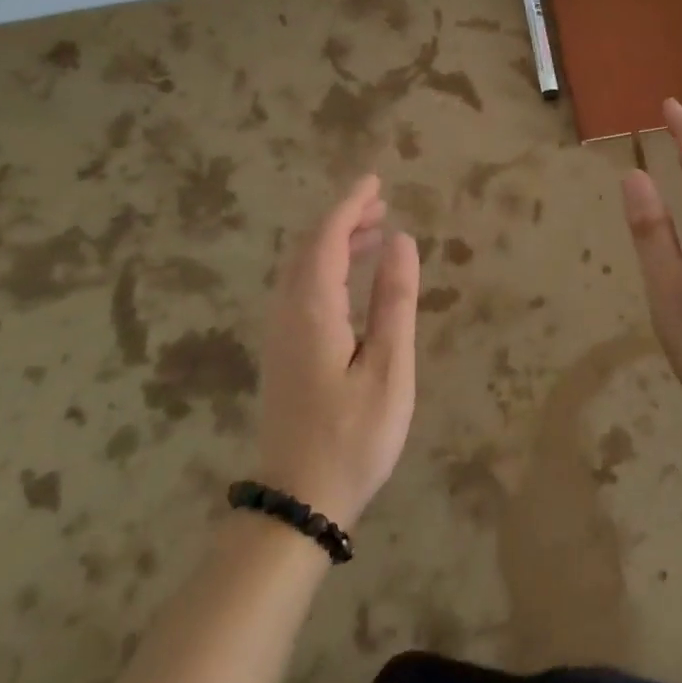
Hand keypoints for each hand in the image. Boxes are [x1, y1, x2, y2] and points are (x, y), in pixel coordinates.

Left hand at [255, 175, 418, 529]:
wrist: (299, 502)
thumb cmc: (353, 437)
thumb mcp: (388, 369)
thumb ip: (394, 301)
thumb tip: (402, 240)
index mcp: (312, 310)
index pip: (327, 238)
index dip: (350, 204)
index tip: (375, 180)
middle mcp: (287, 311)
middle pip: (309, 247)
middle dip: (342, 218)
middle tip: (381, 202)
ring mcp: (280, 332)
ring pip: (301, 267)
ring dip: (334, 241)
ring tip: (374, 231)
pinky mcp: (282, 351)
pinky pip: (300, 288)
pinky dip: (326, 267)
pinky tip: (350, 279)